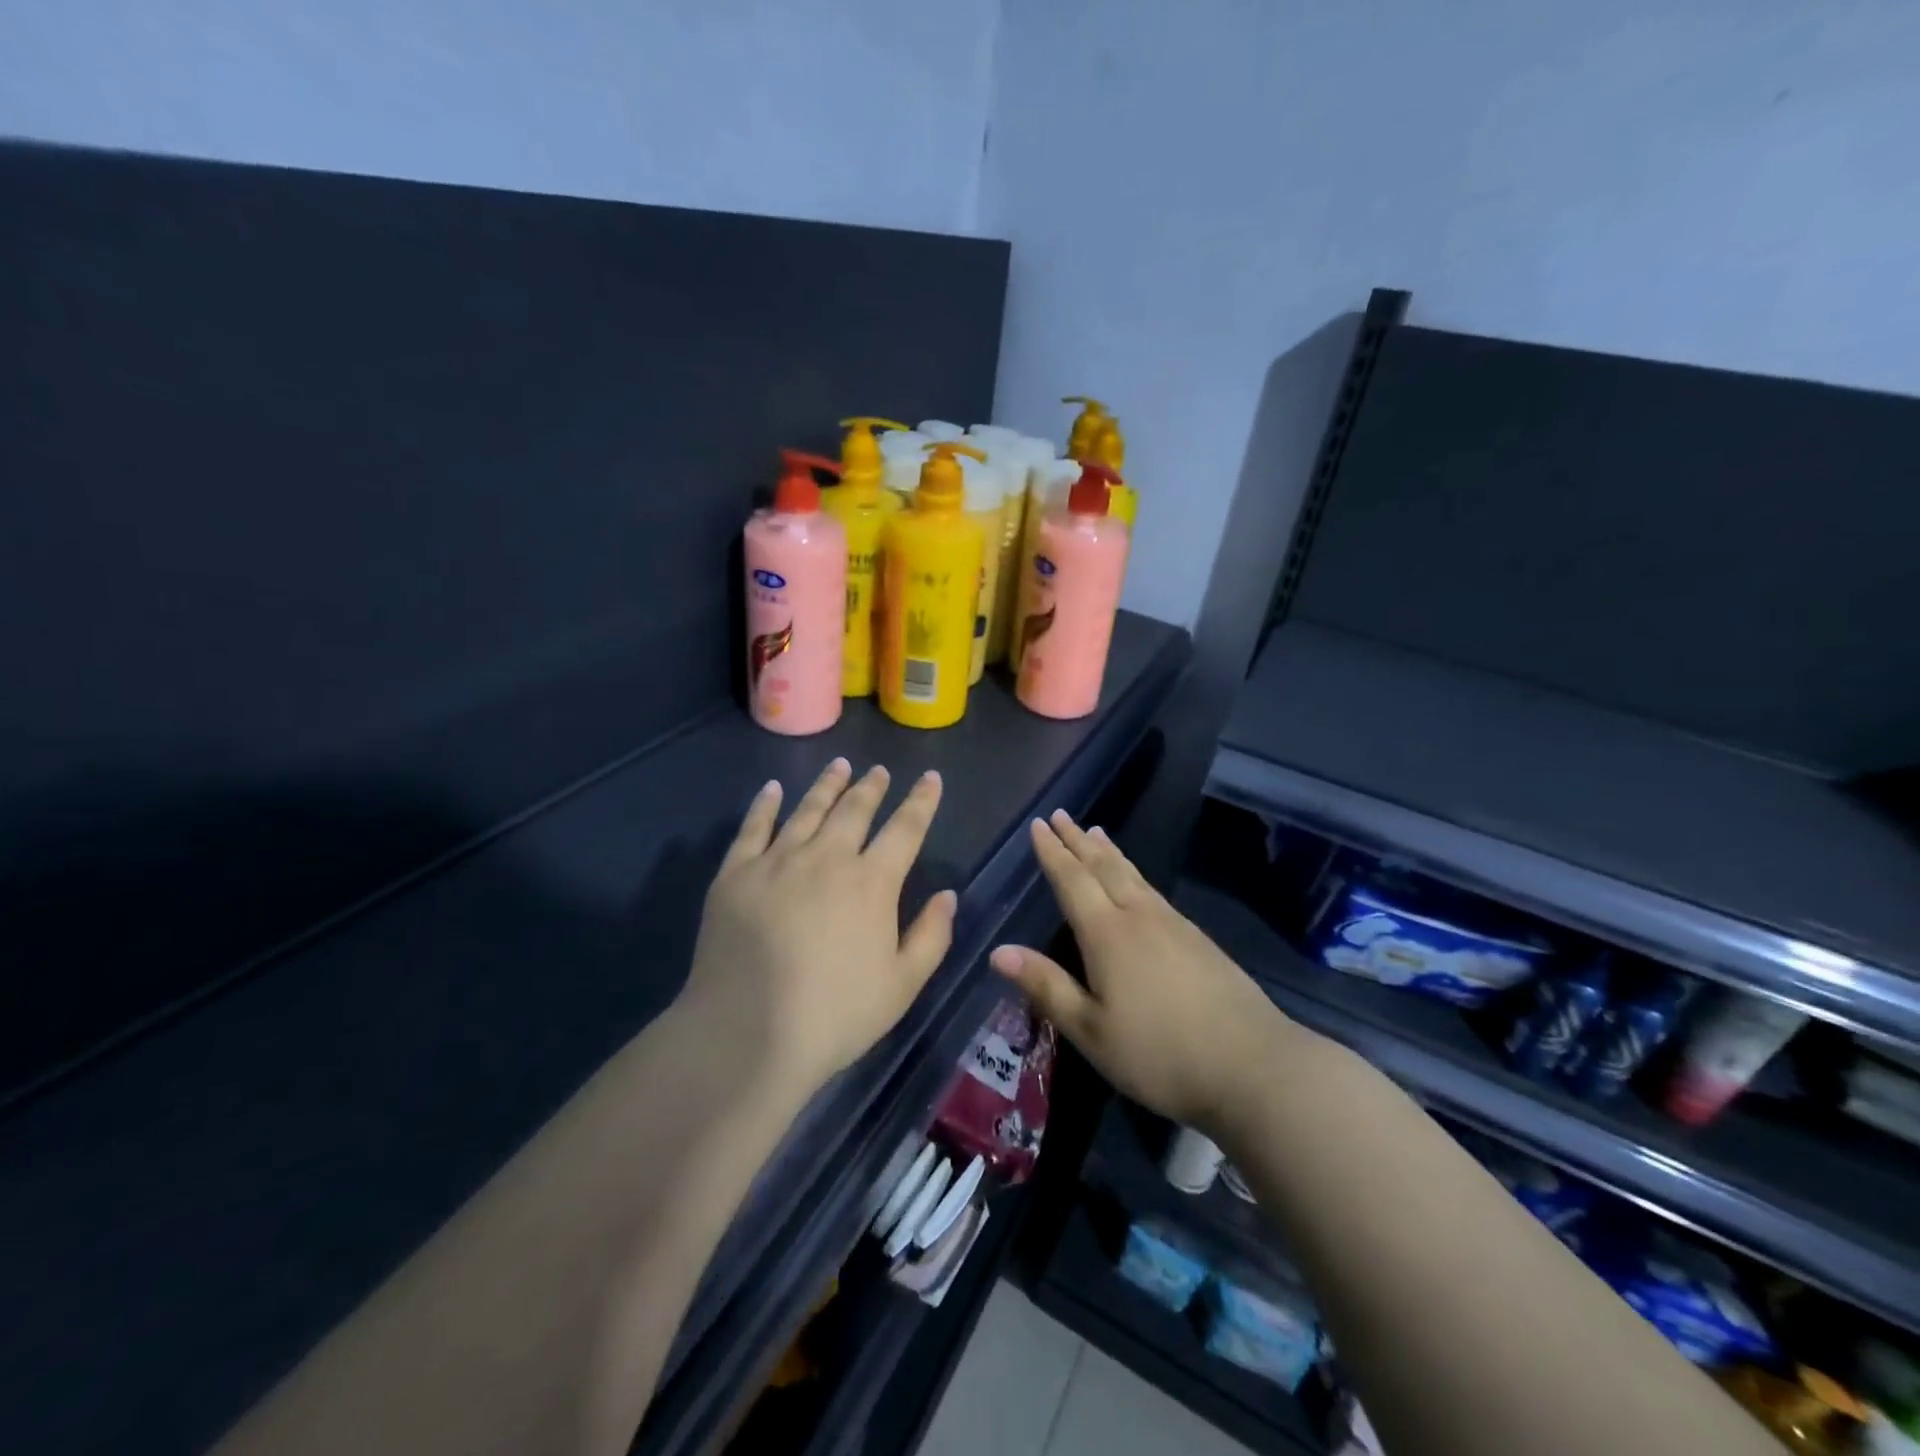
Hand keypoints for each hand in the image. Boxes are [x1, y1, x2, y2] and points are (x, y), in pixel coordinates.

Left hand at [678, 758, 956, 1096]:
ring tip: (839, 766)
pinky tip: (773, 789)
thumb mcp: (902, 985)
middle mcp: (827, 858)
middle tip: (878, 771)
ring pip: (808, 809)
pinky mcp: (735, 875)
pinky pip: (753, 827)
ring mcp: (777, 861)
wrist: (747, 1034)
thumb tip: (948, 895)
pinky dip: (766, 804)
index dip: (921, 800)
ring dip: (827, 785)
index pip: (905, 828)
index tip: (930, 778)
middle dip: (871, 787)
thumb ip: (931, 936)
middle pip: (854, 809)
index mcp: (872, 882)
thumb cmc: (835, 1015)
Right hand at [990, 810, 1289, 1132]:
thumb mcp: (1091, 1031)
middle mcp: (1139, 917)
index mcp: (1107, 934)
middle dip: (1078, 840)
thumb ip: (1046, 986)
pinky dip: (1134, 873)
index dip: (1053, 852)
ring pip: (1132, 875)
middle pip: (1103, 867)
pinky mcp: (1198, 939)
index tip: (1039, 825)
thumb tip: (998, 951)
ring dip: (1108, 852)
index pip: (1072, 881)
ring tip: (1095, 832)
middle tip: (1061, 814)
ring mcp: (1173, 925)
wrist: (1252, 1064)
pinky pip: (1153, 890)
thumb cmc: (1159, 1053)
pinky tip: (1138, 883)